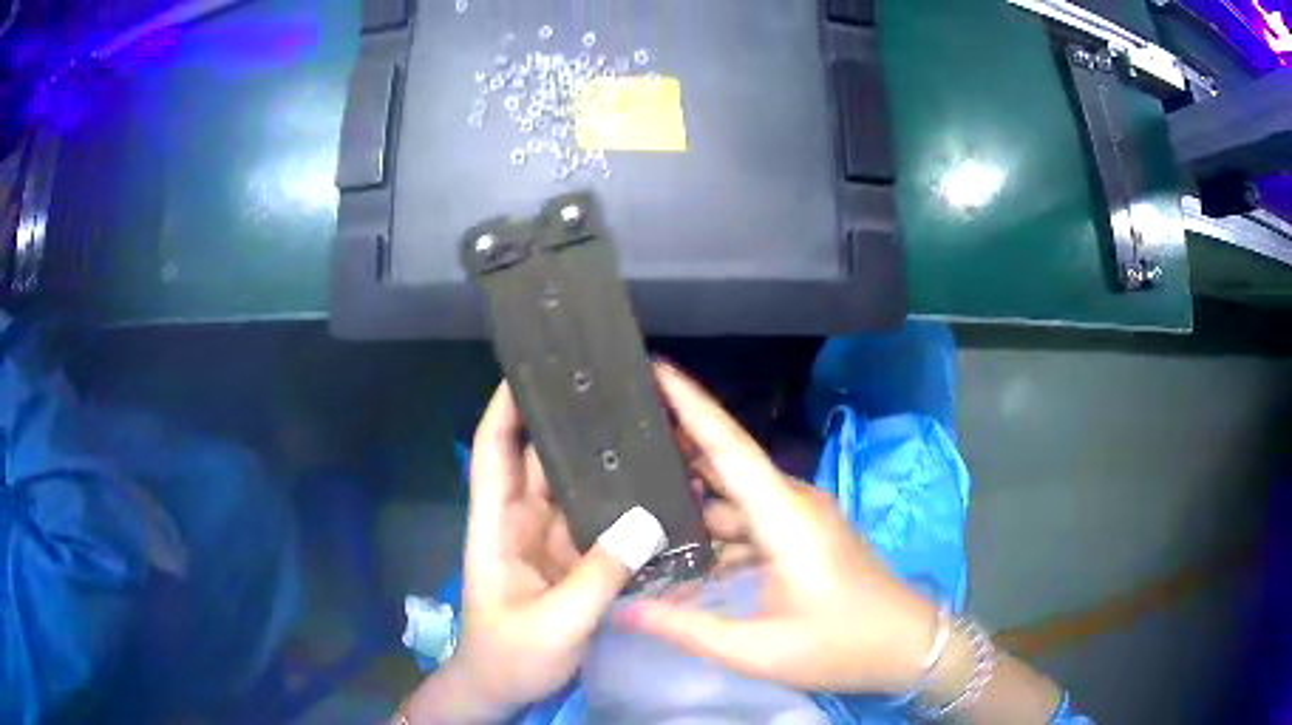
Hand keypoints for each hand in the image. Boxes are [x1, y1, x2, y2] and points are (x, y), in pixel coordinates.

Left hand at [405, 383, 665, 722]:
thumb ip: (599, 576)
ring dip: (600, 460)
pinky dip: (620, 503)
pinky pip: (598, 521)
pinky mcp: (573, 560)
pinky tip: (651, 486)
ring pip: (573, 487)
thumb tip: (647, 519)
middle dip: (568, 422)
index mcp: (496, 526)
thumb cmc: (511, 656)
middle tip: (613, 388)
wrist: (506, 690)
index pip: (494, 451)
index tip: (534, 367)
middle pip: (540, 459)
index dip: (505, 406)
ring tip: (641, 426)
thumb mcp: (554, 622)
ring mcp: (549, 541)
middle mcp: (521, 522)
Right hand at [615, 363, 939, 695]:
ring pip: (736, 495)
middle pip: (727, 462)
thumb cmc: (839, 645)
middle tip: (618, 433)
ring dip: (692, 492)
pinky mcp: (804, 536)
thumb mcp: (757, 649)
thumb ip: (686, 628)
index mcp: (785, 517)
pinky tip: (680, 544)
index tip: (655, 367)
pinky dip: (715, 527)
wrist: (905, 647)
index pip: (729, 447)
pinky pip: (750, 520)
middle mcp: (793, 504)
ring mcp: (801, 519)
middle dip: (676, 442)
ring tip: (634, 488)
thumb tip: (620, 609)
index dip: (691, 403)